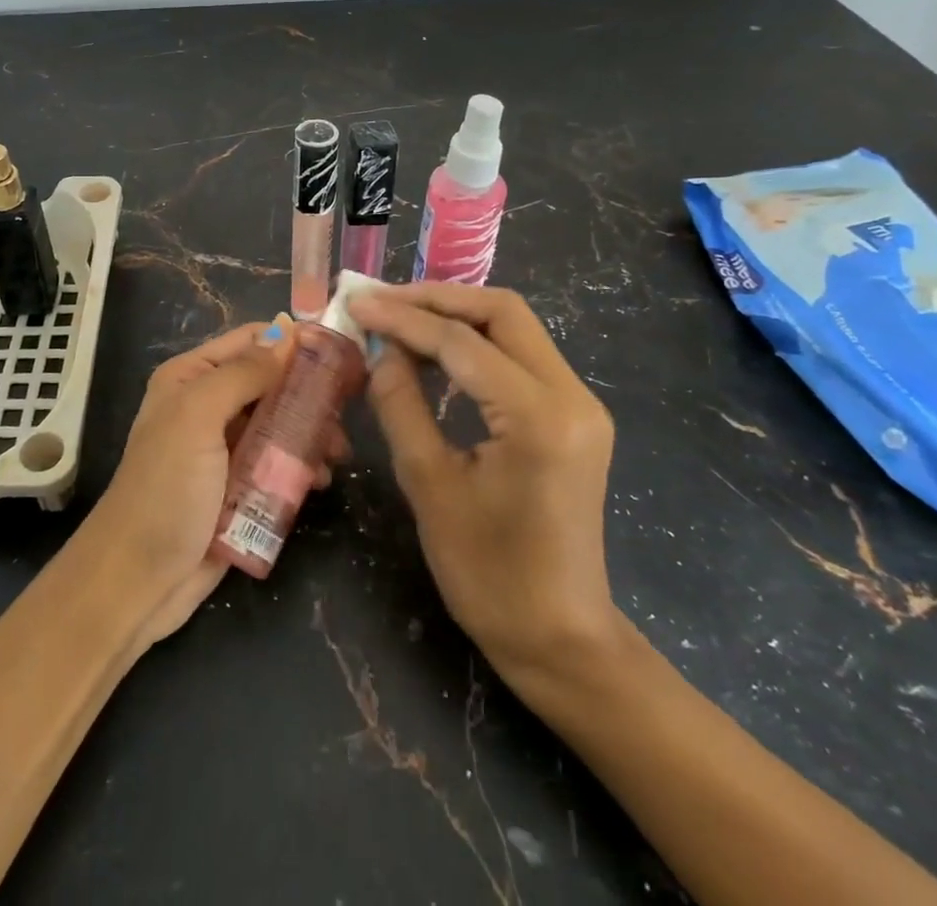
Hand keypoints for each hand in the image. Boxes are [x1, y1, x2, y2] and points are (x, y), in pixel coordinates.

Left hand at [81, 319, 346, 645]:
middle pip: (270, 383)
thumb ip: (242, 374)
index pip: (250, 341)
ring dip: (310, 433)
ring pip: (279, 424)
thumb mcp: (197, 418)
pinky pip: (278, 464)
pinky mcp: (239, 487)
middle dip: (308, 393)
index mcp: (190, 377)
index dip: (292, 343)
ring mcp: (223, 448)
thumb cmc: (166, 488)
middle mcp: (207, 405)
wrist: (138, 580)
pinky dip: (301, 466)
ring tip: (336, 453)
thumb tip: (290, 335)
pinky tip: (320, 480)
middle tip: (346, 410)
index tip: (340, 353)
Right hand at [349, 283, 621, 684]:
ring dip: (454, 315)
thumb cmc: (488, 574)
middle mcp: (572, 396)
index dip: (403, 318)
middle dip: (436, 299)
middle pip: (502, 311)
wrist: (560, 638)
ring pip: (513, 326)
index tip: (356, 303)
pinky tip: (433, 351)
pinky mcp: (574, 415)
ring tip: (398, 319)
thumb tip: (381, 348)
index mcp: (539, 417)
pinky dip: (474, 342)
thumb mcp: (428, 484)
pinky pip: (520, 355)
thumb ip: (400, 404)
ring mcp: (579, 403)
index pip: (462, 342)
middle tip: (381, 303)